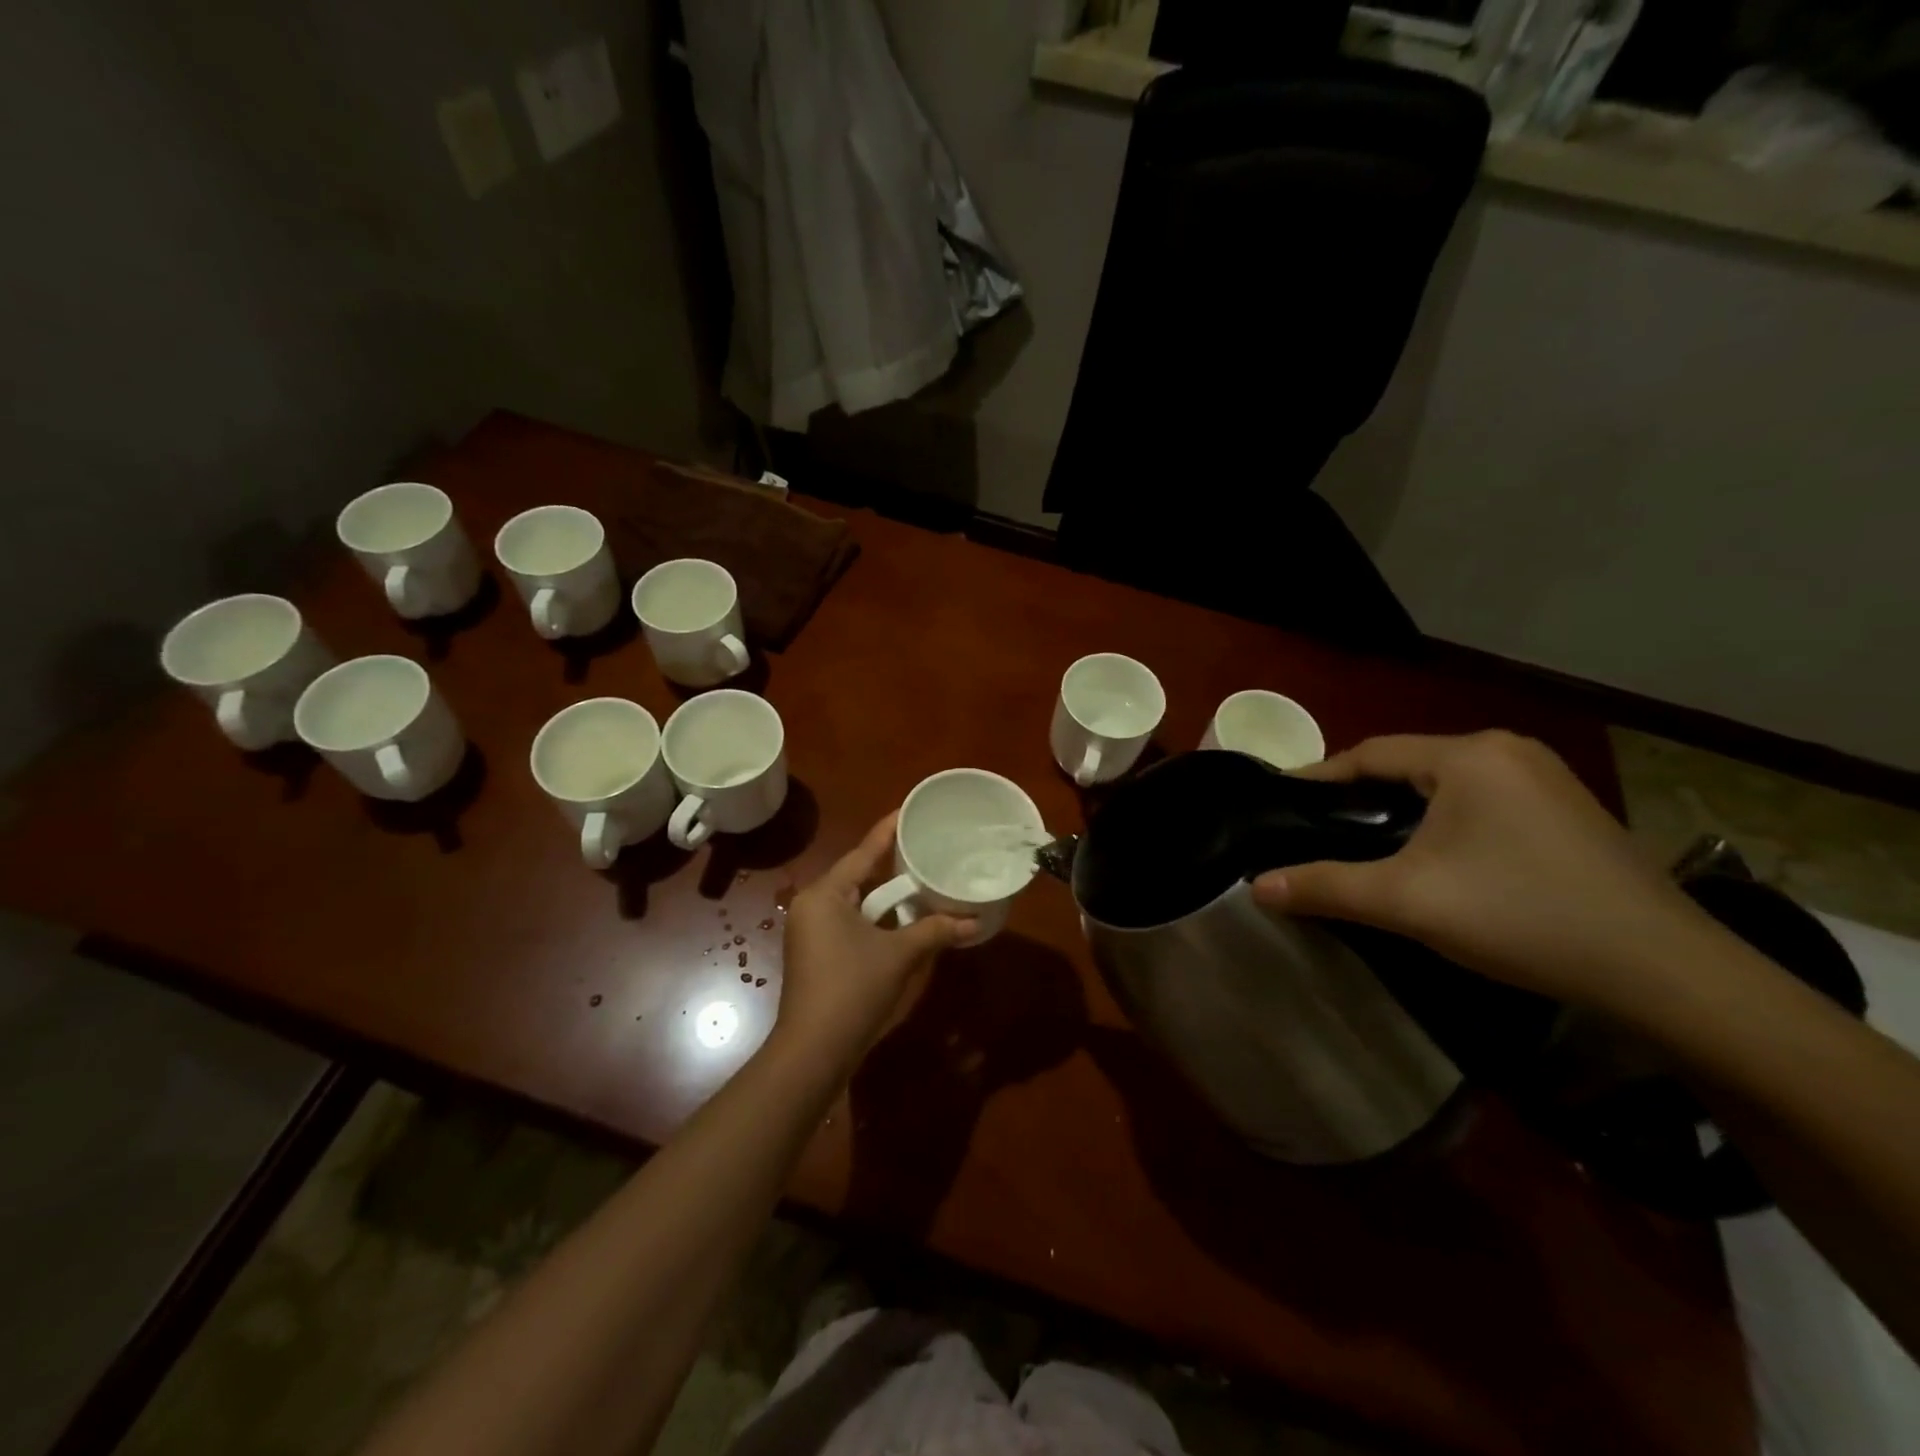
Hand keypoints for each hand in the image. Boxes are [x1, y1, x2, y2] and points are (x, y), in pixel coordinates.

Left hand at [772, 815, 970, 1072]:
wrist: (814, 1051)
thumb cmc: (852, 989)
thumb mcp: (899, 955)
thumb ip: (935, 931)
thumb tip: (974, 921)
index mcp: (825, 895)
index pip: (862, 852)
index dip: (887, 831)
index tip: (907, 810)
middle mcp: (813, 906)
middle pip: (858, 876)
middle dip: (891, 867)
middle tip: (923, 849)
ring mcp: (811, 933)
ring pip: (855, 903)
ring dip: (886, 898)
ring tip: (919, 882)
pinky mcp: (816, 955)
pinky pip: (850, 924)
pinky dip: (876, 920)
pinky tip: (902, 922)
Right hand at [1250, 731, 1706, 1013]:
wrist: (1666, 973)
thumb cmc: (1521, 917)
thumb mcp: (1408, 902)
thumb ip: (1326, 887)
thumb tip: (1256, 886)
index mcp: (1468, 755)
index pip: (1369, 753)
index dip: (1319, 778)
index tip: (1281, 804)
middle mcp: (1508, 750)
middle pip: (1407, 766)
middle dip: (1360, 798)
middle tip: (1319, 832)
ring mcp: (1546, 779)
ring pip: (1446, 786)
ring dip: (1403, 812)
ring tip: (1367, 847)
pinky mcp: (1569, 811)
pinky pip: (1481, 803)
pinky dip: (1445, 823)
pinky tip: (1437, 859)